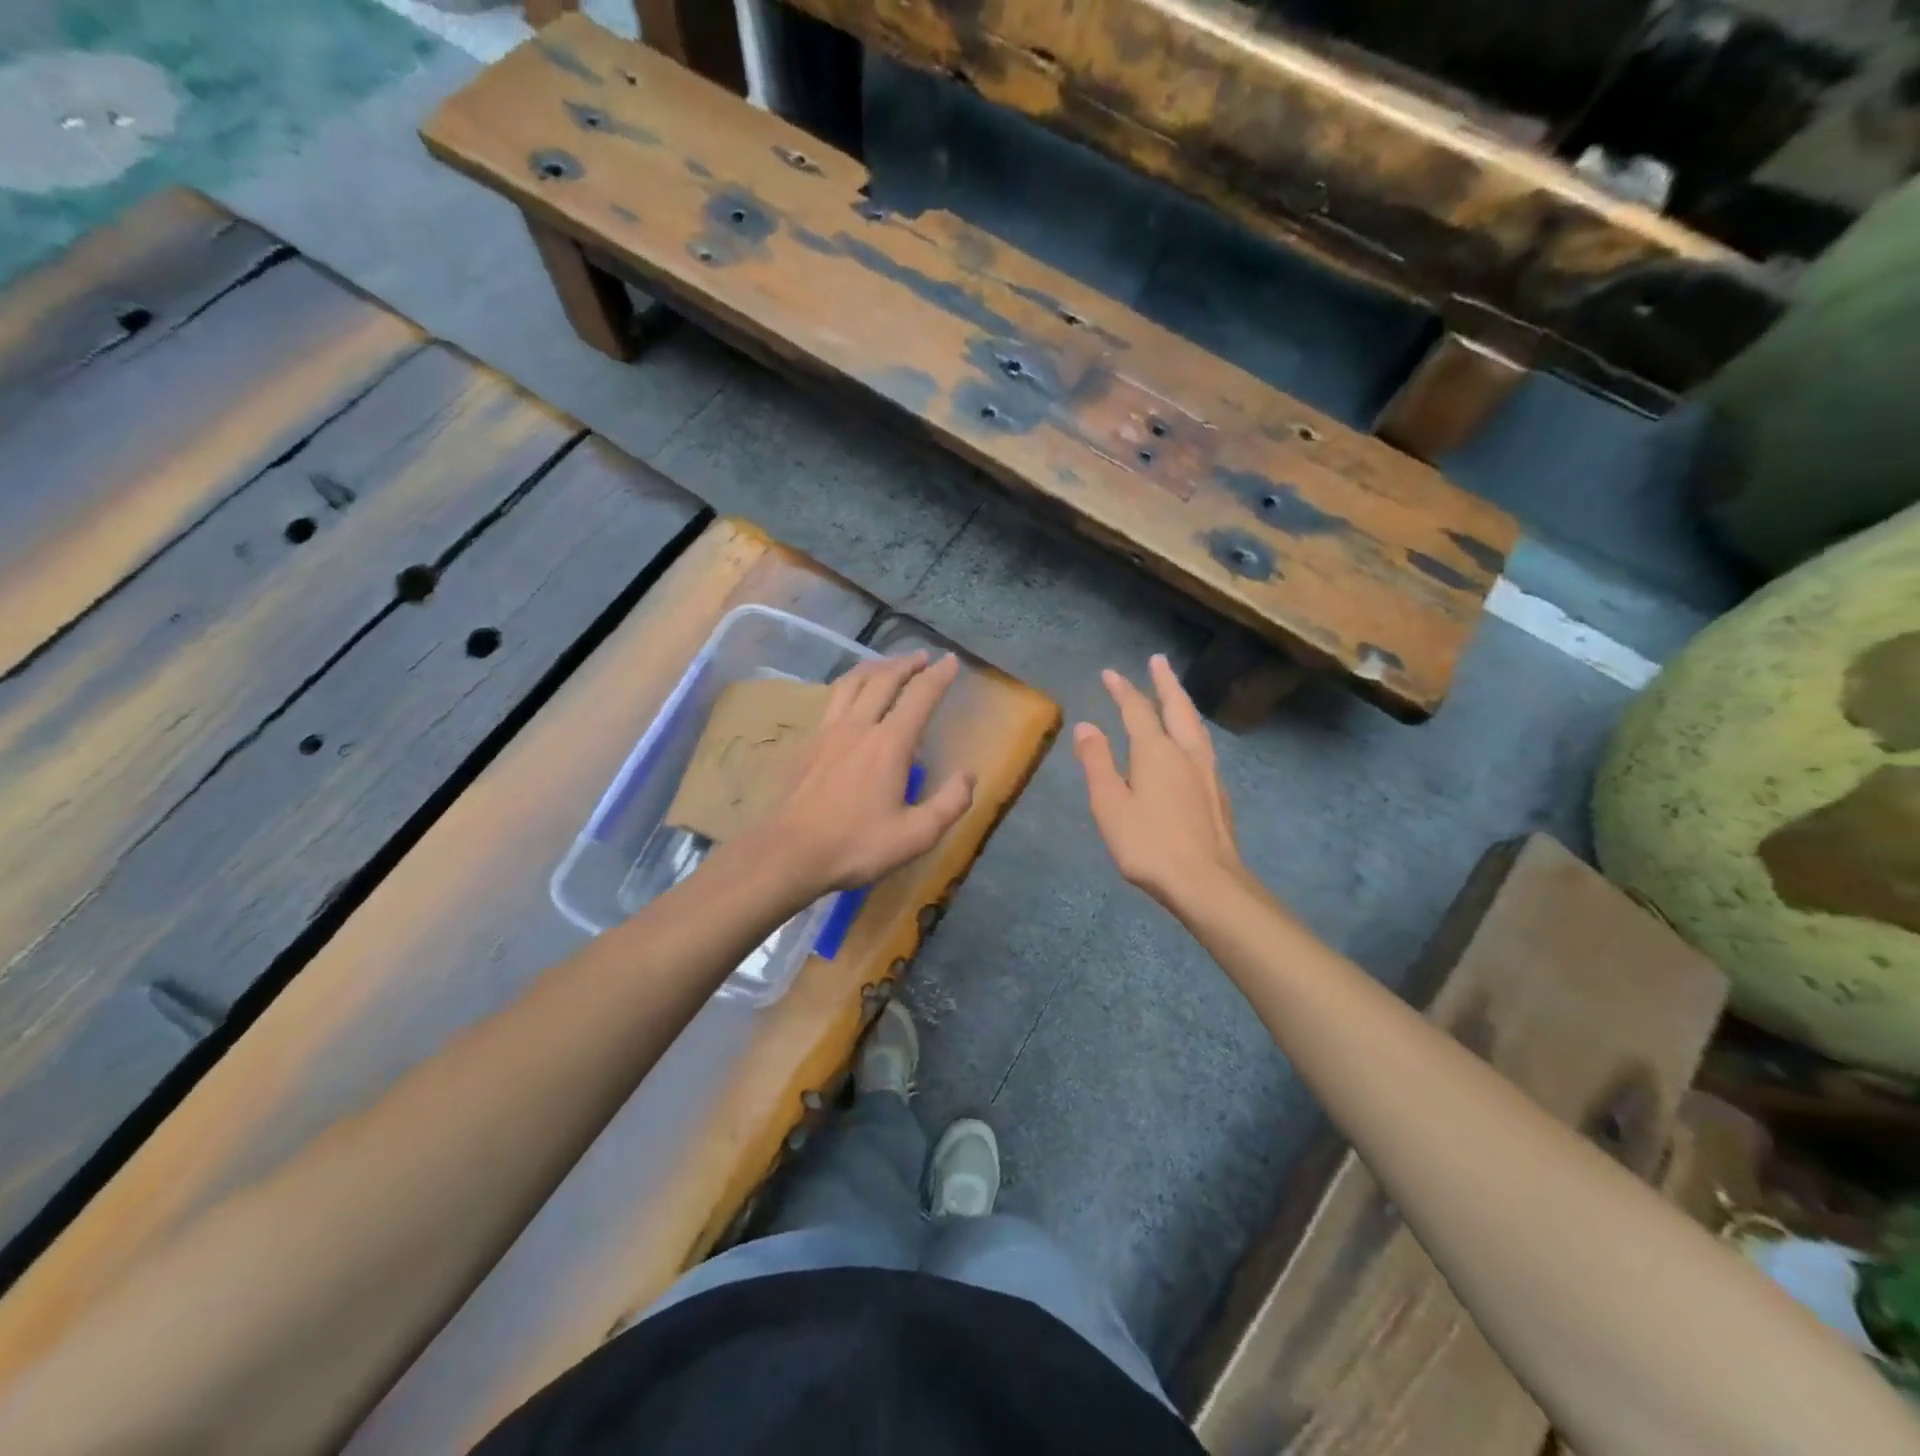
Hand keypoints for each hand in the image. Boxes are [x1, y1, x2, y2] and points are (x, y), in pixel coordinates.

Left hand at [743, 651, 974, 897]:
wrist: (791, 852)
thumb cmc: (857, 845)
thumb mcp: (917, 835)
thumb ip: (950, 803)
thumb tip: (969, 775)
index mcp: (889, 744)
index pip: (919, 697)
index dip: (938, 676)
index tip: (951, 660)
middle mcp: (859, 727)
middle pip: (884, 680)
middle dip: (907, 664)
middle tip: (923, 657)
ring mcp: (828, 732)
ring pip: (852, 683)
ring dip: (875, 668)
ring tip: (887, 666)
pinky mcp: (809, 743)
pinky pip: (832, 700)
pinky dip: (849, 687)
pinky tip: (850, 697)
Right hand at [1073, 655, 1249, 912]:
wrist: (1207, 882)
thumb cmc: (1149, 844)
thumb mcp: (1110, 805)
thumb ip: (1097, 763)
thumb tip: (1087, 727)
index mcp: (1156, 752)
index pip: (1137, 710)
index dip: (1123, 690)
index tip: (1111, 673)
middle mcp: (1185, 753)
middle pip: (1177, 707)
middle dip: (1165, 682)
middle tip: (1158, 661)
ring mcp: (1207, 772)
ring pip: (1195, 726)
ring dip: (1183, 703)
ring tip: (1176, 694)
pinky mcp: (1218, 793)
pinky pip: (1203, 746)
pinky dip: (1193, 730)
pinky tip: (1192, 743)